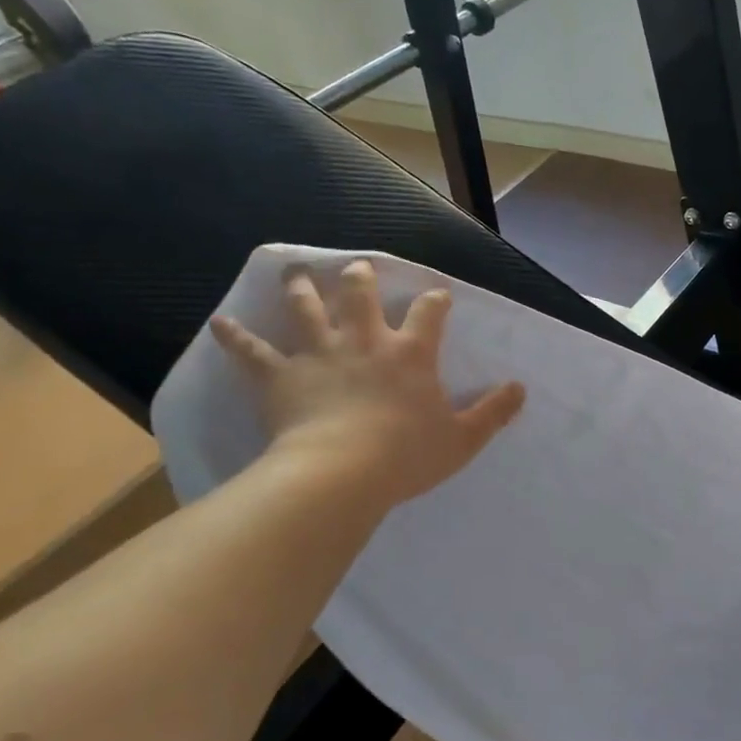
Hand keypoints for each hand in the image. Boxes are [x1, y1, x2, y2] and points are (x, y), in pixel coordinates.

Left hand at [211, 260, 525, 507]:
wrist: (342, 473)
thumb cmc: (408, 455)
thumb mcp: (463, 438)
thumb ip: (493, 412)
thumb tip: (521, 389)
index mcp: (411, 353)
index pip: (429, 313)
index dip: (435, 301)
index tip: (438, 295)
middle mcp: (364, 341)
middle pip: (360, 296)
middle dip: (361, 278)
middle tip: (357, 268)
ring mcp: (318, 354)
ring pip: (307, 308)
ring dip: (301, 288)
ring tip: (295, 271)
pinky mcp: (281, 375)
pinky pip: (252, 351)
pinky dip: (235, 336)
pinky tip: (220, 322)